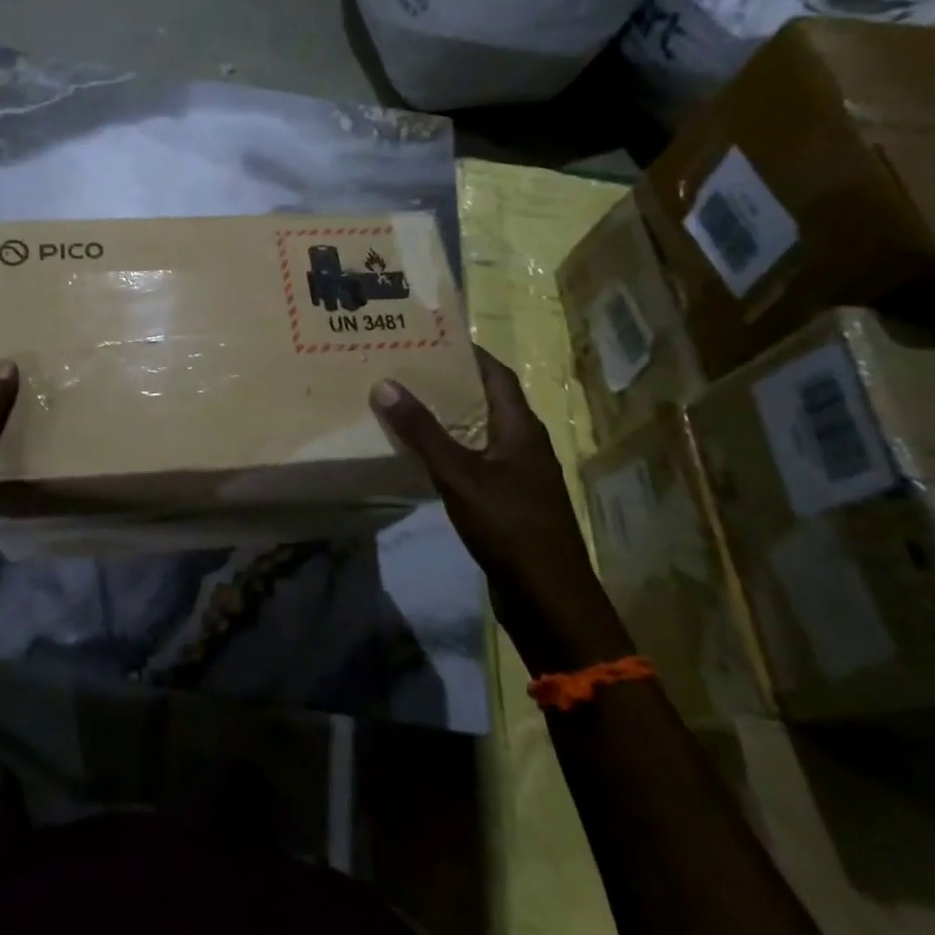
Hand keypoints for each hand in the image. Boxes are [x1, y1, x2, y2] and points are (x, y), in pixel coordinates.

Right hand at [371, 347, 632, 674]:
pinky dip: (448, 449)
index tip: (428, 336)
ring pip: (478, 431)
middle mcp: (522, 443)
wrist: (549, 599)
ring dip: (446, 416)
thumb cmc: (510, 526)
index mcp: (521, 427)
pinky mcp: (507, 500)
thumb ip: (422, 431)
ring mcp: (517, 474)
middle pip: (485, 399)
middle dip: (448, 381)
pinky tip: (419, 454)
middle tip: (403, 366)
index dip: (466, 352)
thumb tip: (385, 383)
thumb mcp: (460, 474)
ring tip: (403, 402)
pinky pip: (474, 460)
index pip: (496, 373)